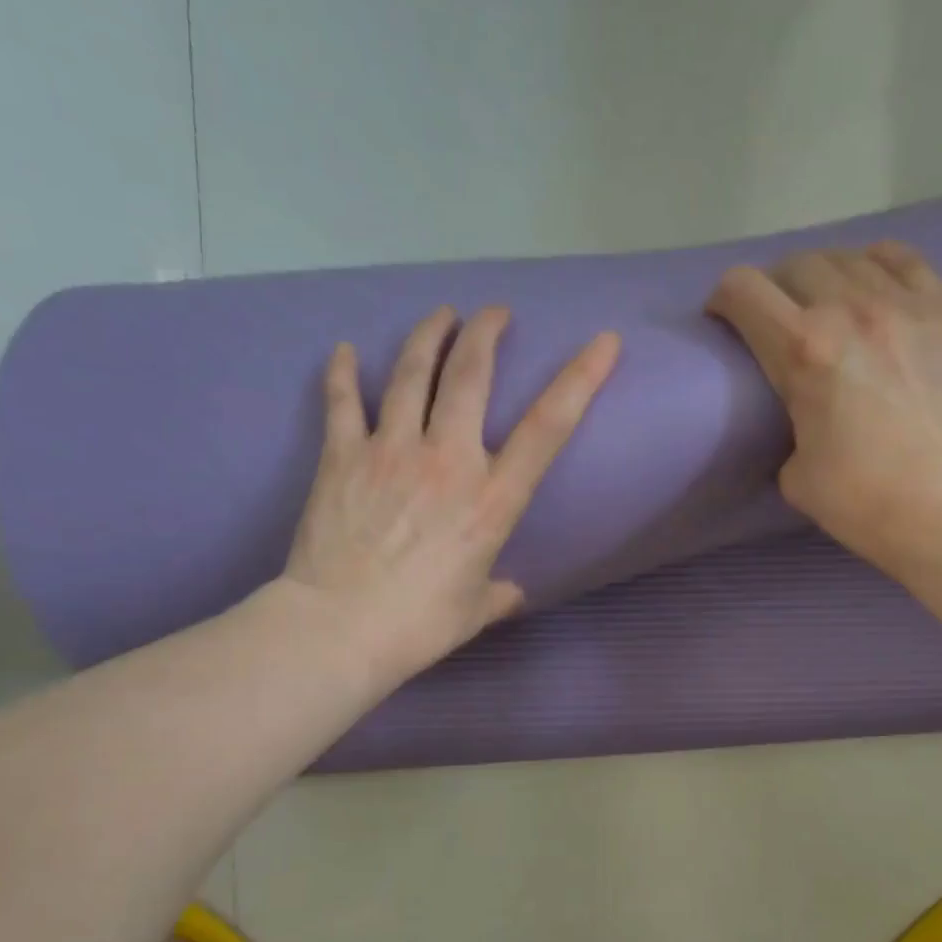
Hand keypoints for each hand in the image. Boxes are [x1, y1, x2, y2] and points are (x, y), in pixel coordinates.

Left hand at [282, 306, 618, 684]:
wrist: (338, 628)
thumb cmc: (418, 625)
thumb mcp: (474, 611)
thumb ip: (499, 592)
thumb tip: (511, 591)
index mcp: (492, 500)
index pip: (548, 427)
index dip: (580, 378)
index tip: (602, 342)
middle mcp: (447, 460)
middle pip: (470, 376)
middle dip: (486, 333)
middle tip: (494, 313)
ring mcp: (391, 451)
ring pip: (411, 374)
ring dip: (429, 336)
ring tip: (441, 315)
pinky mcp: (342, 457)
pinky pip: (342, 402)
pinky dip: (343, 373)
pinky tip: (345, 350)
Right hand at [707, 242, 941, 577]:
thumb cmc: (861, 500)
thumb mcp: (793, 473)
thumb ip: (789, 425)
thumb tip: (803, 415)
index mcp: (803, 351)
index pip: (743, 290)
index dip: (722, 299)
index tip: (724, 321)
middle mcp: (850, 311)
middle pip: (794, 265)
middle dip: (772, 288)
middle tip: (773, 320)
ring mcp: (904, 306)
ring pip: (846, 257)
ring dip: (821, 276)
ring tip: (823, 305)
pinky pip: (902, 260)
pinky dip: (875, 265)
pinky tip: (871, 286)